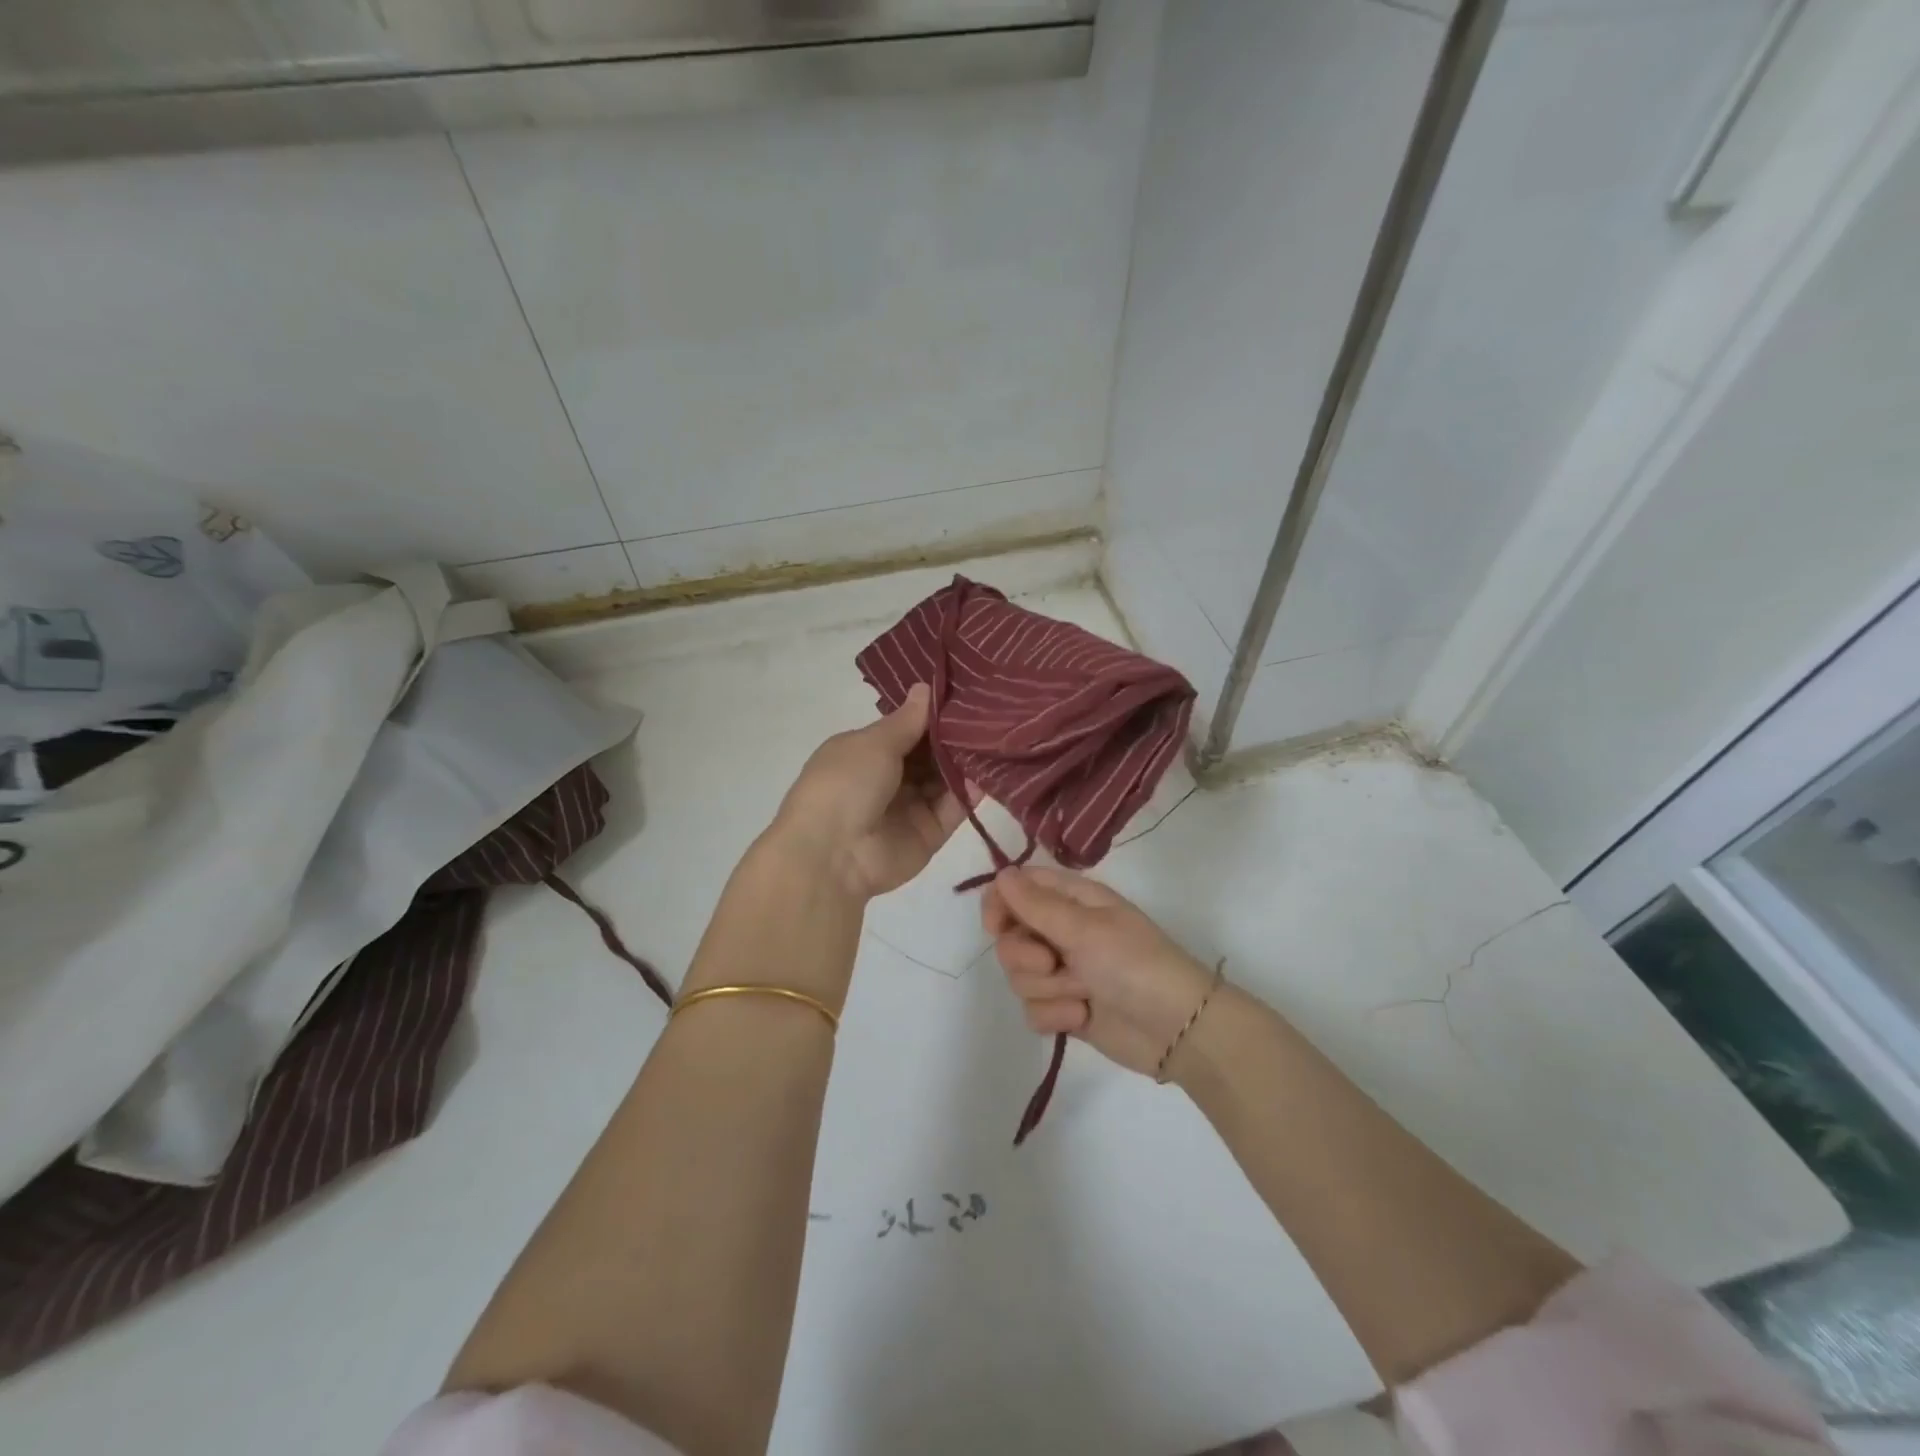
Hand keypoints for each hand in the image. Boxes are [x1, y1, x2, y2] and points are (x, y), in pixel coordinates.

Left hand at [767, 684, 972, 902]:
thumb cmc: (845, 784)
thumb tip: (925, 687)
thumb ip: (908, 720)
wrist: (833, 854)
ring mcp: (910, 807)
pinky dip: (970, 792)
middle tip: (992, 714)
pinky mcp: (929, 833)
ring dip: (967, 762)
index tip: (966, 695)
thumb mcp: (874, 743)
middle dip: (955, 737)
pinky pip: (954, 808)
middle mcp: (889, 778)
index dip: (932, 715)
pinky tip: (990, 772)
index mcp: (866, 752)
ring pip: (945, 780)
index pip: (906, 729)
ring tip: (998, 738)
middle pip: (929, 754)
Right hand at [984, 866, 1216, 1078]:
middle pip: (1011, 937)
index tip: (996, 926)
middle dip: (1026, 956)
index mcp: (1072, 900)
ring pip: (1019, 976)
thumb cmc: (1134, 963)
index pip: (1017, 888)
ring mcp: (1063, 972)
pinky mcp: (1064, 1008)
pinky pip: (1032, 1009)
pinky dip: (1054, 1016)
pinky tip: (1081, 1018)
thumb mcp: (1085, 928)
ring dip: (1048, 989)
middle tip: (1054, 963)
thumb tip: (1001, 874)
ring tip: (1082, 994)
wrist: (1176, 1029)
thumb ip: (1037, 904)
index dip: (999, 904)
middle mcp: (1063, 931)